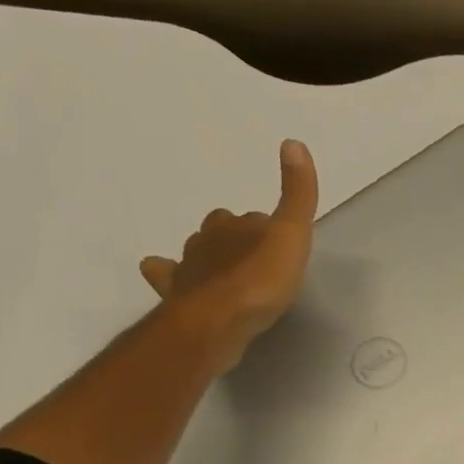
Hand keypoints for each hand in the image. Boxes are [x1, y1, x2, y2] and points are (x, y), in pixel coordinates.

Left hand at [140, 138, 318, 369]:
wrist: (218, 320)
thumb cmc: (260, 280)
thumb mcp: (291, 235)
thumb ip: (297, 195)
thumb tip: (292, 142)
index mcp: (234, 224)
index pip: (252, 219)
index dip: (266, 230)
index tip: (279, 246)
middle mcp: (208, 240)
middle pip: (221, 230)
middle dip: (234, 239)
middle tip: (253, 258)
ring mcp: (188, 267)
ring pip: (196, 250)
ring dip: (208, 256)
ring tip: (224, 271)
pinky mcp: (176, 295)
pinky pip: (165, 275)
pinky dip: (167, 273)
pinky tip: (171, 277)